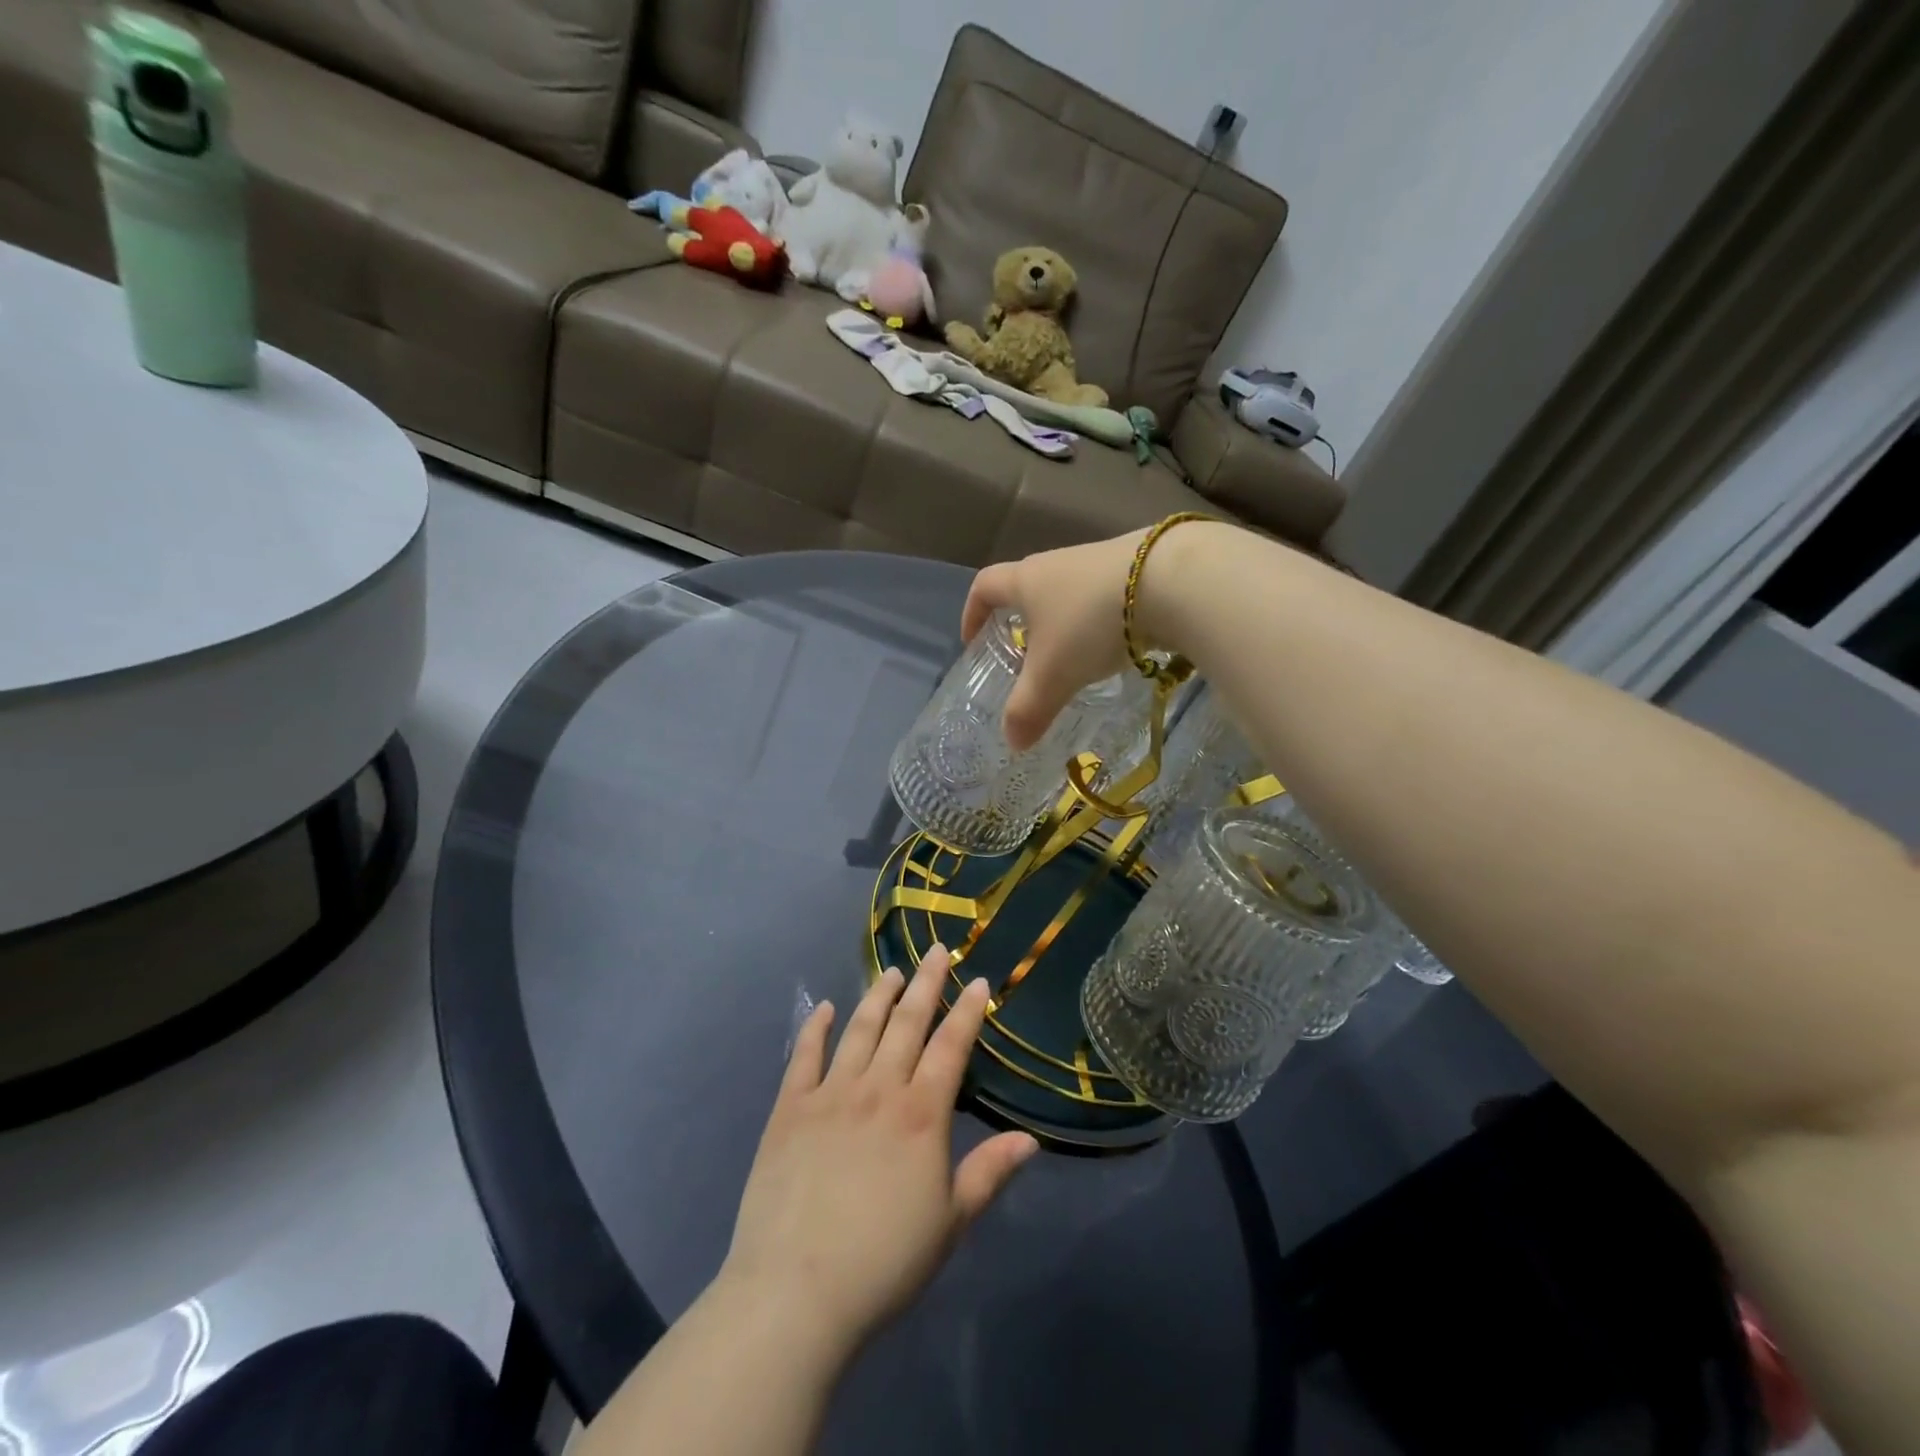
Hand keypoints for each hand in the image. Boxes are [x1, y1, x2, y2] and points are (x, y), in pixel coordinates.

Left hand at [719, 947, 1038, 1360]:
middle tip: (938, 951)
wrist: (796, 1292)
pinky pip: (805, 1056)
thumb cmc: (883, 1263)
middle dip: (926, 984)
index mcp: (921, 1114)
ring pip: (860, 1029)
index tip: (980, 980)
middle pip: (907, 1023)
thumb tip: (1030, 1139)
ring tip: (892, 970)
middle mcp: (878, 1089)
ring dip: (879, 996)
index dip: (968, 1011)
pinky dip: (817, 1027)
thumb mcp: (950, 1224)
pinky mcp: (790, 1108)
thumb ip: (988, 1174)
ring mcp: (830, 1094)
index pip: (951, 1047)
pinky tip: (827, 1007)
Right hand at [962, 532, 1147, 750]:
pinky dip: (1102, 621)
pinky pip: (1106, 596)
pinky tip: (1117, 646)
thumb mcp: (1053, 675)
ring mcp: (1100, 561)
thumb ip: (1028, 709)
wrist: (1171, 581)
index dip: (972, 612)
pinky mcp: (1138, 567)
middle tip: (1026, 658)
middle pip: (1028, 587)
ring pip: (1070, 593)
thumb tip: (1013, 743)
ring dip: (1065, 623)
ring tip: (1074, 658)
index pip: (984, 586)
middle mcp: (1058, 563)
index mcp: (1027, 580)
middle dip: (1022, 621)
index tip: (973, 641)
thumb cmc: (1091, 624)